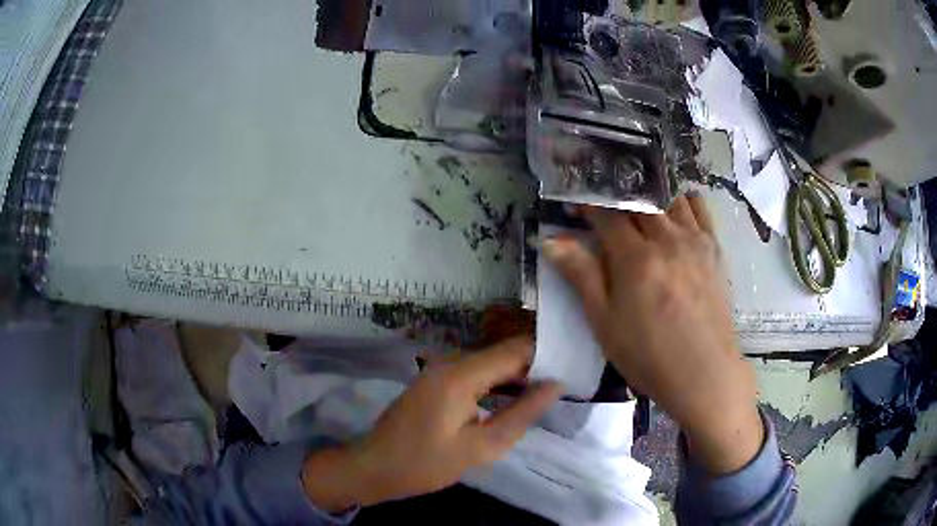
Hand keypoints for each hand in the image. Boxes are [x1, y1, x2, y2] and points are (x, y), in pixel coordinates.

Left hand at [301, 337, 562, 511]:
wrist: (374, 468)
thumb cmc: (425, 463)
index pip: (516, 349)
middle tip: (565, 385)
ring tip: (547, 392)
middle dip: (534, 367)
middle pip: (503, 354)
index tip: (573, 368)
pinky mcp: (434, 383)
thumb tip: (555, 385)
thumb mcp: (480, 447)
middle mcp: (450, 362)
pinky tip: (512, 399)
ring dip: (516, 376)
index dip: (547, 355)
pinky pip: (474, 374)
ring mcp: (439, 371)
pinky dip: (496, 384)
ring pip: (490, 364)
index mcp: (461, 374)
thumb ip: (521, 415)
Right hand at [544, 194, 762, 473]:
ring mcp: (695, 241)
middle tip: (604, 210)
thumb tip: (551, 240)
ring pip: (669, 198)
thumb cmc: (648, 355)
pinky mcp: (715, 249)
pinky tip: (675, 210)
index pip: (607, 215)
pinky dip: (683, 200)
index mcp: (636, 259)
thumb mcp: (605, 323)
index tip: (576, 209)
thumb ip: (581, 276)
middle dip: (616, 199)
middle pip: (637, 201)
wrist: (703, 373)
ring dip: (649, 196)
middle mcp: (667, 239)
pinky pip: (700, 209)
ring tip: (639, 207)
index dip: (588, 207)